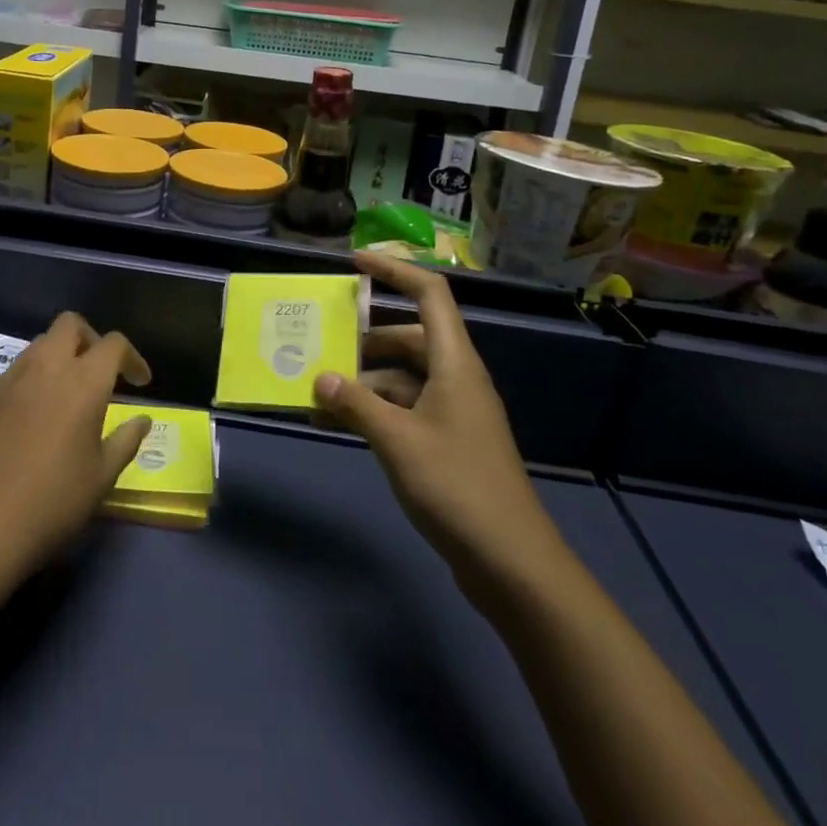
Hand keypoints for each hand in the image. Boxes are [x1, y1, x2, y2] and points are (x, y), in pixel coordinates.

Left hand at [0, 314, 151, 573]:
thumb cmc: (51, 504)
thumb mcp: (101, 478)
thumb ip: (126, 441)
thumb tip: (142, 420)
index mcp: (82, 382)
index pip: (113, 344)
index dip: (131, 357)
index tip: (139, 382)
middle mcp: (43, 369)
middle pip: (69, 325)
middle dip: (90, 339)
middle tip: (98, 373)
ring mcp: (5, 382)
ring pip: (36, 347)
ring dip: (56, 360)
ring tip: (62, 398)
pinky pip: (9, 379)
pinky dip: (26, 388)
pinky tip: (24, 427)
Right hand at [315, 252, 565, 589]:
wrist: (511, 563)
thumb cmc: (457, 486)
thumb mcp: (397, 440)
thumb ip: (355, 404)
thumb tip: (319, 377)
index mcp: (454, 362)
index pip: (429, 294)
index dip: (394, 270)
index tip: (354, 263)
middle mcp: (455, 378)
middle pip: (407, 337)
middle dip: (362, 338)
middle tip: (319, 341)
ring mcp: (452, 412)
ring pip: (401, 377)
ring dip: (361, 382)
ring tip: (315, 391)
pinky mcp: (446, 442)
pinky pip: (403, 409)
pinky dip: (372, 410)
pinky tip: (337, 425)